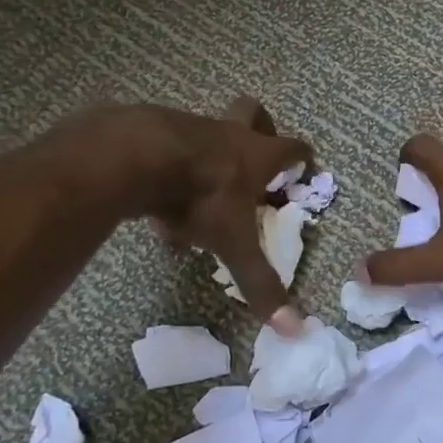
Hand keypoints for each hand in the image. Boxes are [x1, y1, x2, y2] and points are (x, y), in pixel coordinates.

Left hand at [47, 98, 310, 324]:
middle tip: (257, 155)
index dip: (302, 156)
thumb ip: (261, 283)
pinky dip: (170, 167)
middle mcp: (228, 133)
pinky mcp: (152, 129)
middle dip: (261, 127)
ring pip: (208, 130)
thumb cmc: (200, 196)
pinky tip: (157, 197)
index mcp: (257, 154)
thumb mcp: (233, 244)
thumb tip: (295, 330)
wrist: (136, 157)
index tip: (306, 166)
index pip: (292, 146)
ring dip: (211, 152)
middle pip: (252, 111)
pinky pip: (169, 148)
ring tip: (201, 191)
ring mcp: (190, 127)